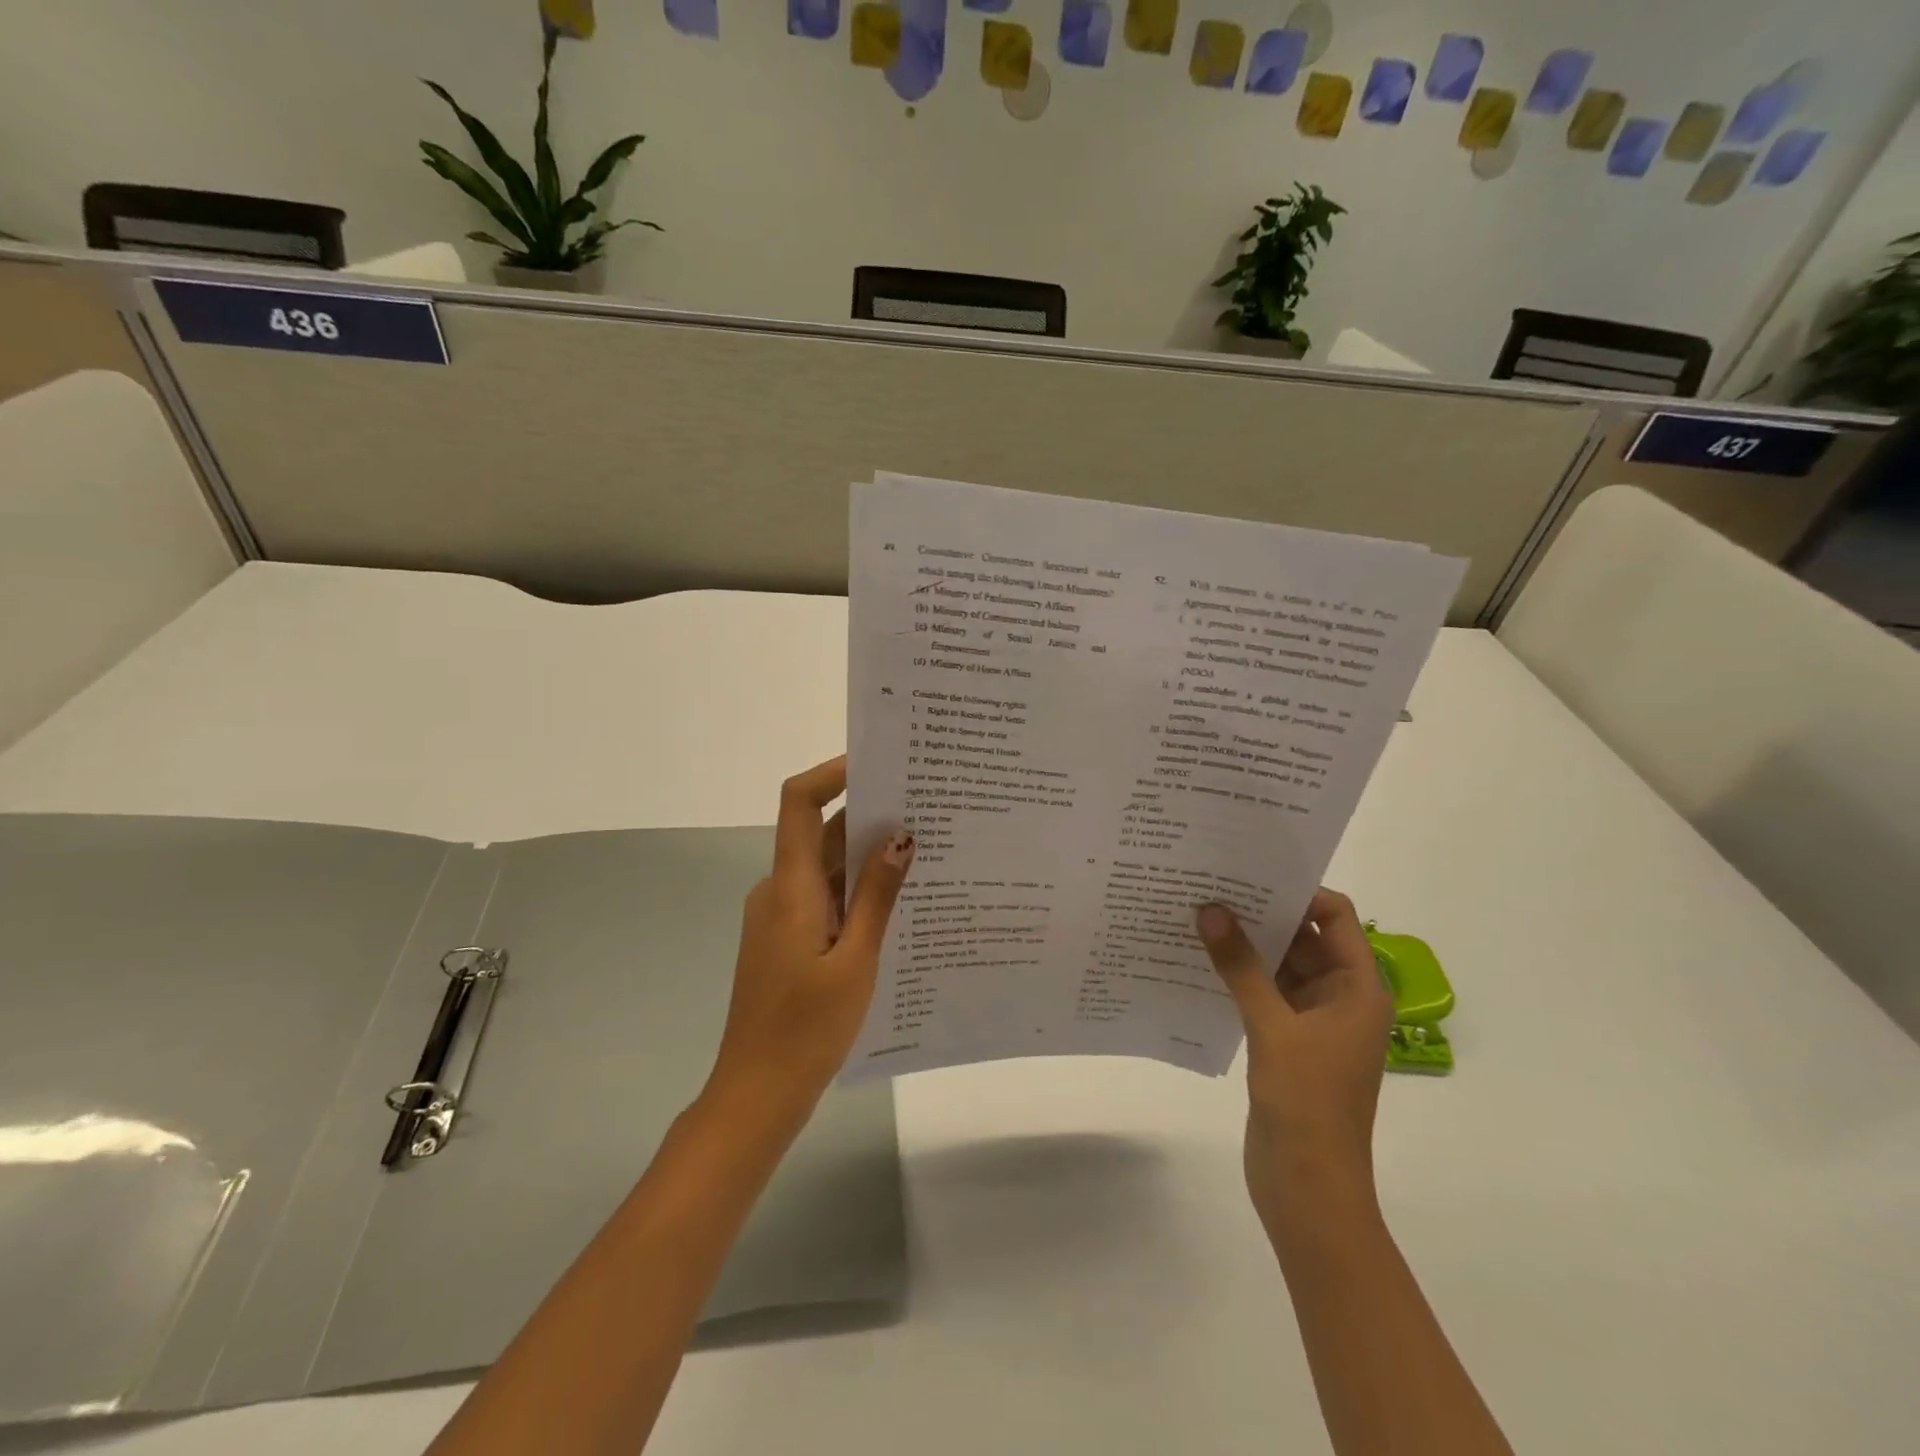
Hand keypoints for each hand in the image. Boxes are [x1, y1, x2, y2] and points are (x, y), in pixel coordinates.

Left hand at [710, 756, 913, 1109]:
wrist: (757, 1092)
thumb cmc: (807, 1028)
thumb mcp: (856, 960)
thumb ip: (877, 896)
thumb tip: (901, 837)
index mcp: (790, 887)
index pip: (799, 802)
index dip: (832, 773)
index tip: (878, 763)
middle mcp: (779, 890)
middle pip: (820, 832)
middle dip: (869, 815)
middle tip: (926, 806)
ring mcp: (781, 916)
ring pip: (826, 867)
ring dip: (867, 856)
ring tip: (926, 848)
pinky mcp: (788, 939)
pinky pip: (825, 897)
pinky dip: (857, 890)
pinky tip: (899, 901)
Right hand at [1196, 891, 1393, 1224]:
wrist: (1308, 1189)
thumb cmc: (1307, 1104)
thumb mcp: (1272, 1027)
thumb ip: (1240, 966)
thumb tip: (1210, 908)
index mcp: (1357, 987)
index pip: (1335, 916)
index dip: (1297, 891)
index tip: (1248, 872)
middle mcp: (1339, 996)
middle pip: (1303, 936)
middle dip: (1261, 912)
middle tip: (1210, 884)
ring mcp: (1311, 1020)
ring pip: (1279, 964)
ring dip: (1245, 944)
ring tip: (1196, 914)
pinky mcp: (1285, 1041)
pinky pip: (1262, 992)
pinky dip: (1237, 975)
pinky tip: (1198, 960)